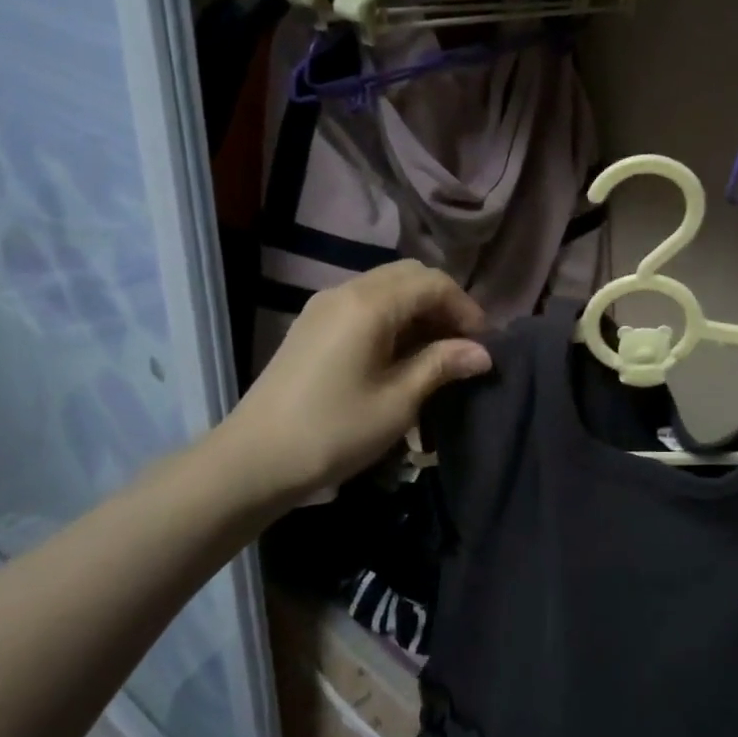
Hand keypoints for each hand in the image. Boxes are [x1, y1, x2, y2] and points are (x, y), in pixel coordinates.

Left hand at [202, 262, 490, 512]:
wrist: (254, 460)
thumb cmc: (335, 431)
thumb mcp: (399, 401)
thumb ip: (442, 365)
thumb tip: (483, 353)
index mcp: (369, 304)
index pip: (433, 283)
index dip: (466, 309)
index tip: (483, 346)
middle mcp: (346, 291)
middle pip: (410, 276)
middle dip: (443, 304)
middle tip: (461, 346)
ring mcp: (324, 306)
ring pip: (386, 288)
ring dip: (418, 311)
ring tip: (436, 353)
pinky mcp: (313, 324)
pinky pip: (364, 304)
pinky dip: (392, 318)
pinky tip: (400, 355)